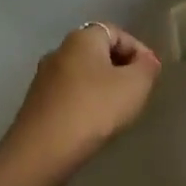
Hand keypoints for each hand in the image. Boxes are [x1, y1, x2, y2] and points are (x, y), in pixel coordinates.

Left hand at [8, 23, 162, 179]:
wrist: (41, 153)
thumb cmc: (93, 109)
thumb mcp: (135, 85)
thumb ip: (147, 67)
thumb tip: (146, 61)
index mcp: (82, 38)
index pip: (117, 32)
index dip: (138, 51)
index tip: (151, 74)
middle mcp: (59, 51)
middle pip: (98, 52)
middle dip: (120, 69)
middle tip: (136, 91)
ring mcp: (43, 79)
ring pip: (82, 75)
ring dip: (101, 88)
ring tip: (117, 111)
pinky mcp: (35, 105)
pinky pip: (68, 96)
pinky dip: (84, 104)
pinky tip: (93, 124)